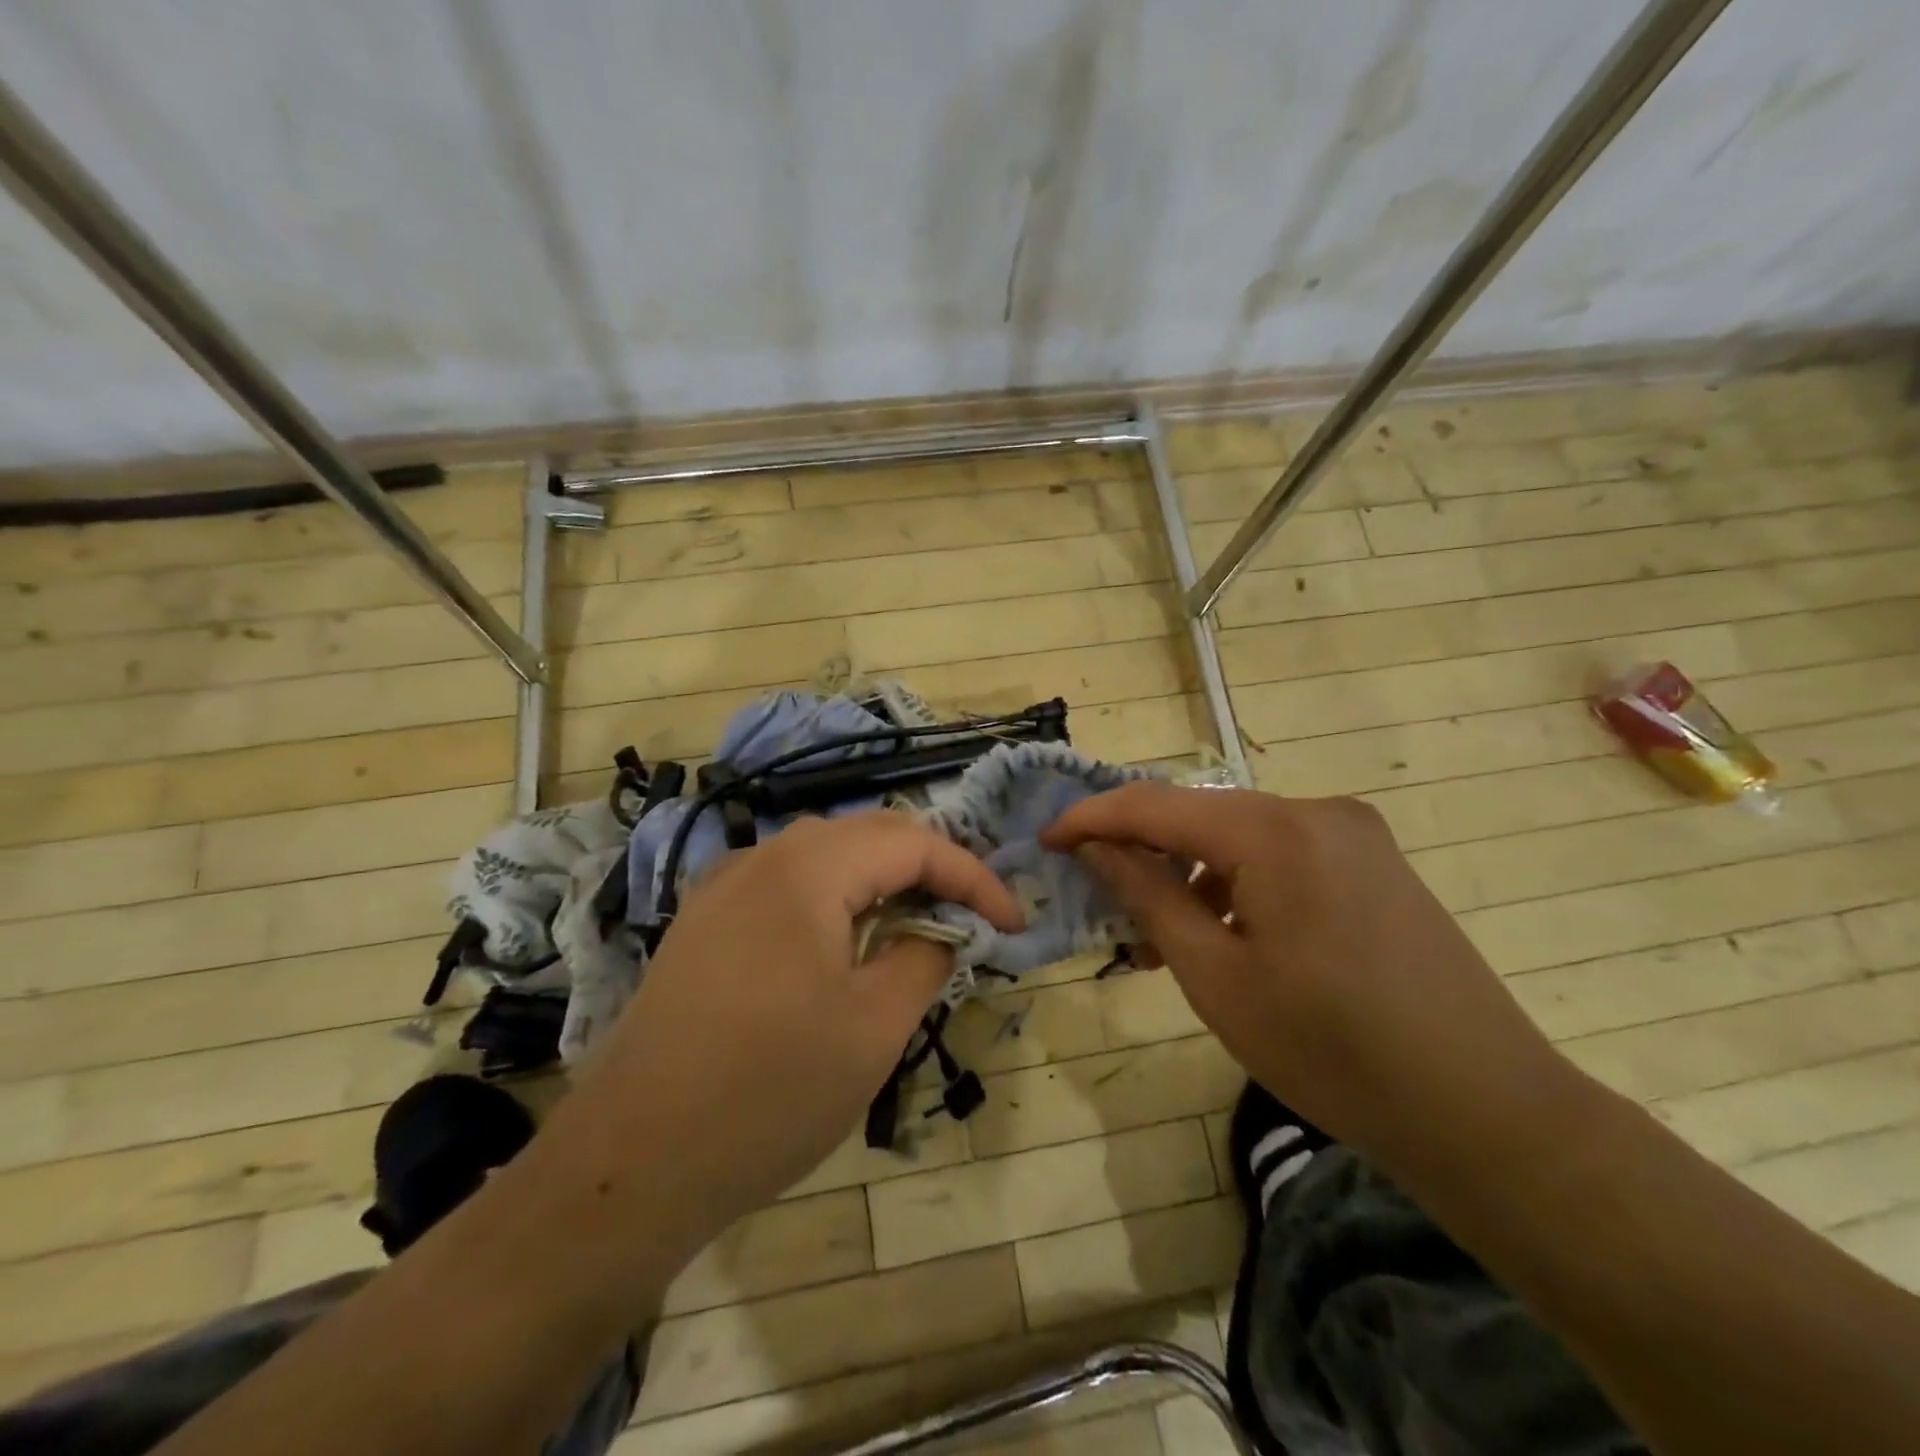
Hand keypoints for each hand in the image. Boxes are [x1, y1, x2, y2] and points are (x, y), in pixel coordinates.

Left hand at [569, 811, 1022, 1264]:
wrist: (630, 1162)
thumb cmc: (768, 1091)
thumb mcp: (873, 1027)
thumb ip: (924, 956)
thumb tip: (944, 929)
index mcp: (807, 867)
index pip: (913, 842)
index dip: (973, 876)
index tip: (1012, 922)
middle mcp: (762, 857)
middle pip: (868, 836)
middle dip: (930, 869)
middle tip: (972, 916)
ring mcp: (724, 888)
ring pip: (826, 857)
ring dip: (882, 882)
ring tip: (920, 924)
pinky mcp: (704, 924)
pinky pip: (788, 886)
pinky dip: (836, 900)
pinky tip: (846, 943)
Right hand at [1041, 783, 1571, 1166]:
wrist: (1486, 1111)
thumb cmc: (1331, 1049)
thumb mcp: (1215, 976)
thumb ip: (1148, 896)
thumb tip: (1097, 847)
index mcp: (1275, 830)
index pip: (1155, 804)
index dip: (1092, 818)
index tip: (1046, 838)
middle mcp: (1316, 810)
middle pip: (1200, 816)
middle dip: (1143, 852)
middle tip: (1102, 902)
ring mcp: (1354, 834)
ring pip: (1239, 837)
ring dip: (1191, 875)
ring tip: (1164, 940)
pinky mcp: (1375, 863)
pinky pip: (1281, 855)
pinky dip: (1238, 884)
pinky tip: (1227, 936)